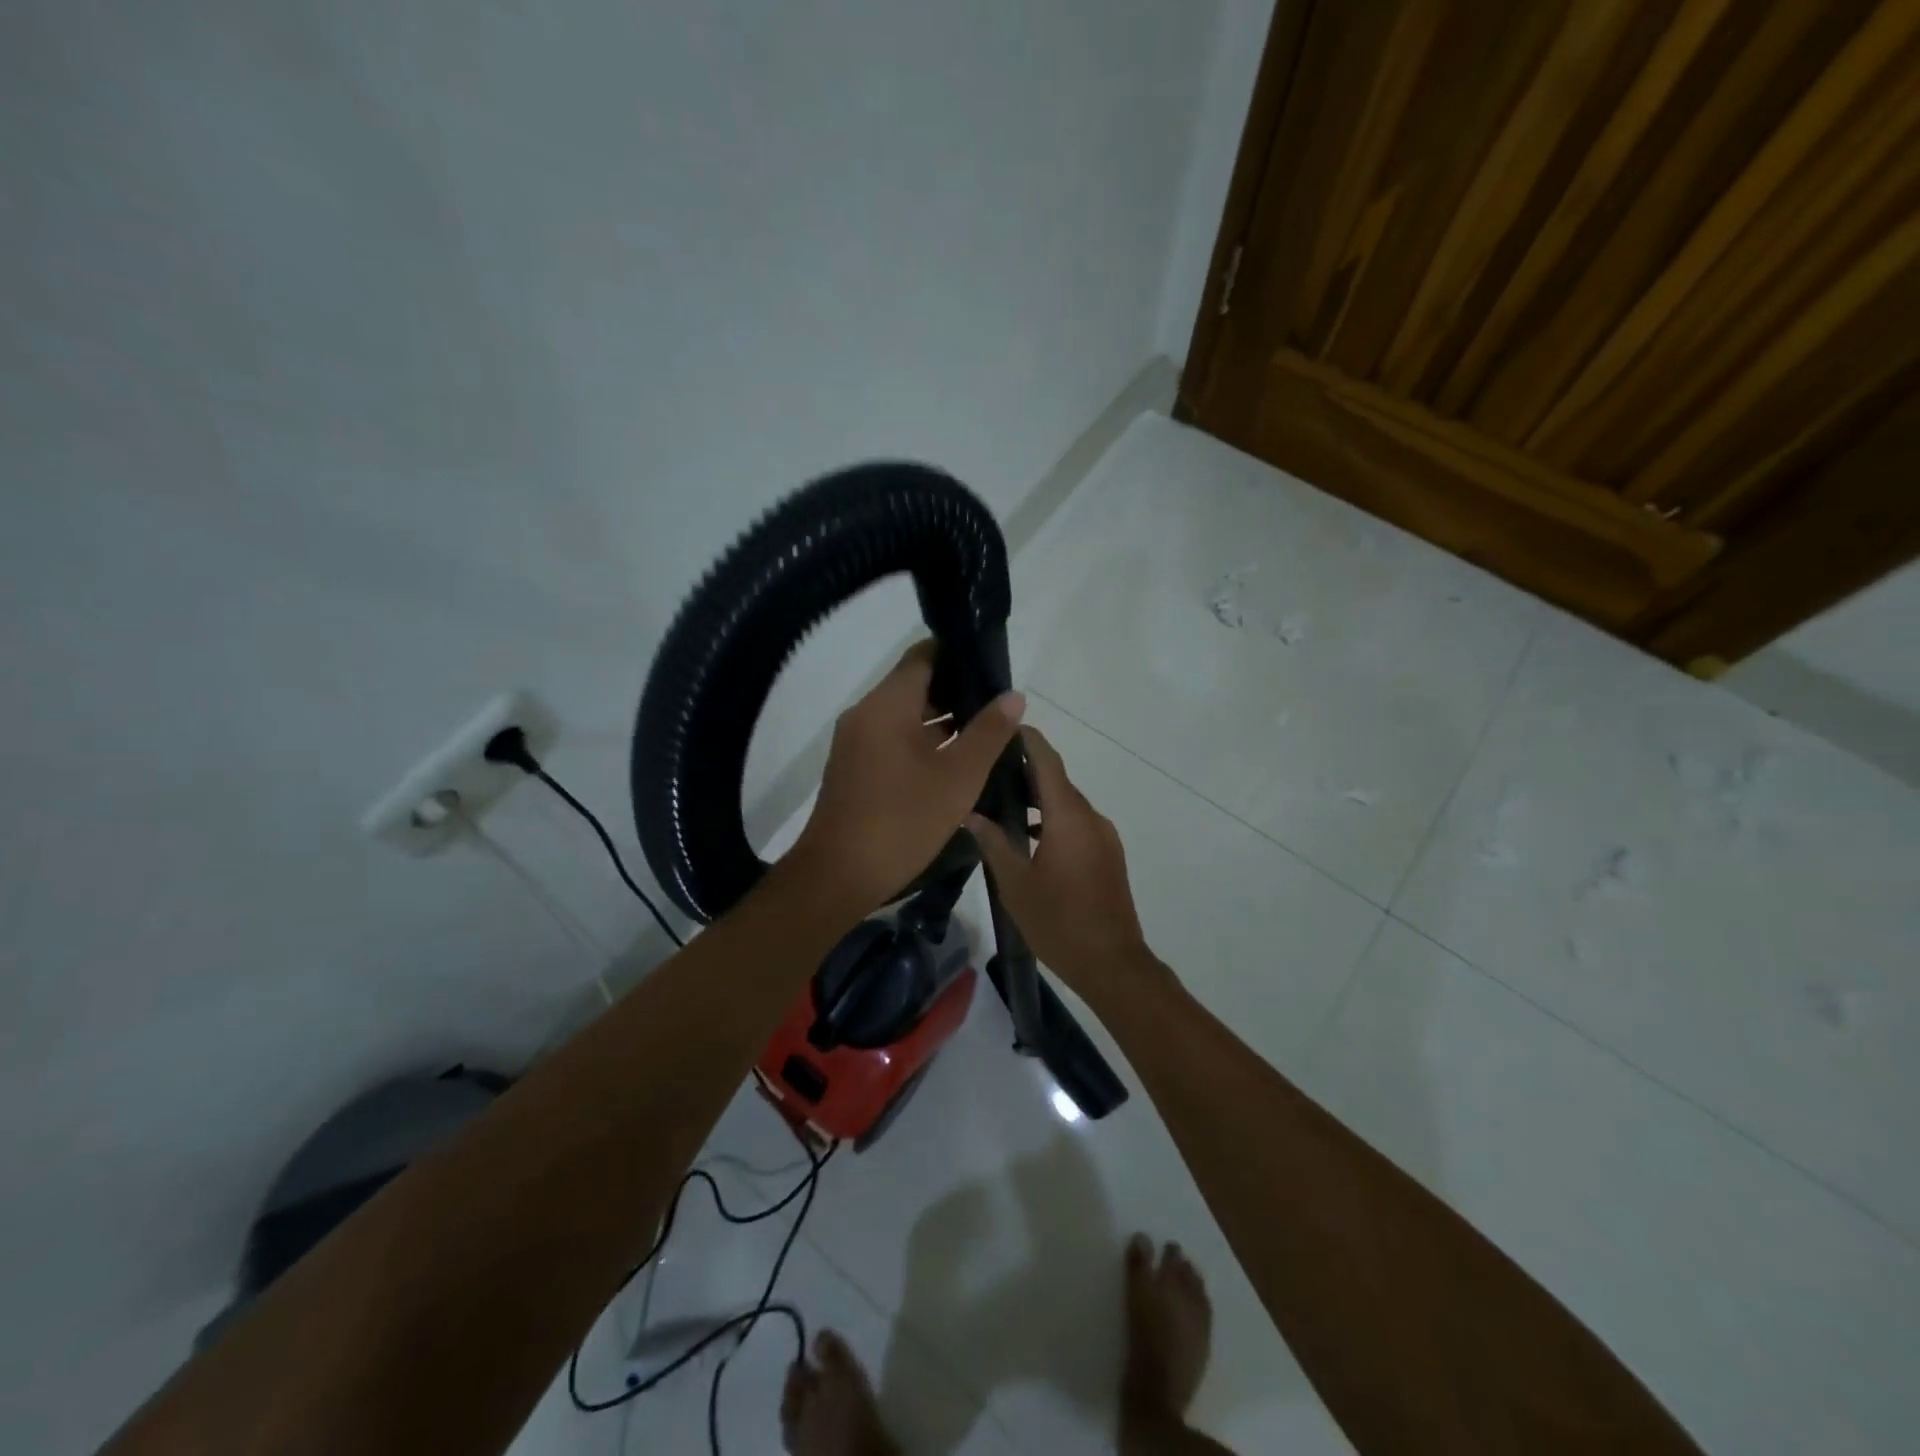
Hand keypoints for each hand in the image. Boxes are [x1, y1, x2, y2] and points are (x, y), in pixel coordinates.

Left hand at [790, 641, 1024, 916]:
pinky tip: (956, 761)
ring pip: (906, 716)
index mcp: (886, 705)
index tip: (994, 668)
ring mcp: (857, 743)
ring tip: (987, 733)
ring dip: (943, 721)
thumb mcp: (958, 777)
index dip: (960, 655)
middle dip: (958, 691)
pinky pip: (894, 740)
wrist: (839, 876)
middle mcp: (866, 714)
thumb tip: (1013, 696)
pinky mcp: (856, 768)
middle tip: (999, 707)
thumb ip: (989, 733)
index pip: (924, 656)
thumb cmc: (902, 821)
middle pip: (915, 685)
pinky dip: (924, 742)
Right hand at [967, 726, 1156, 996]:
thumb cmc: (1059, 922)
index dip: (1029, 740)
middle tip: (989, 766)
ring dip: (1040, 797)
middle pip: (1058, 781)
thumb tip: (969, 813)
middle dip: (1027, 769)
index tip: (1005, 725)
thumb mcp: (1015, 884)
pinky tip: (1028, 835)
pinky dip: (1054, 818)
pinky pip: (1078, 823)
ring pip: (1068, 804)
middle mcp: (1091, 818)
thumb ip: (993, 843)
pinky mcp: (1109, 854)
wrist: (1112, 963)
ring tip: (1002, 799)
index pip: (1048, 762)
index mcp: (1068, 818)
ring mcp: (1104, 837)